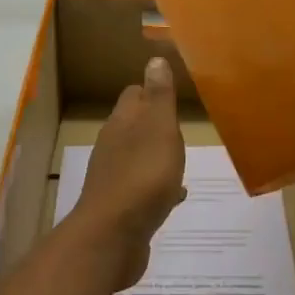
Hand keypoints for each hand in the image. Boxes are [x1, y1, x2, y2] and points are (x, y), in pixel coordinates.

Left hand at [68, 57, 187, 290]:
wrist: (113, 237)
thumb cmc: (143, 176)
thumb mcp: (159, 129)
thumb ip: (160, 97)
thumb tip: (154, 58)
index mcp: (122, 123)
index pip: (134, 95)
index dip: (152, 91)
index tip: (175, 92)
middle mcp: (113, 147)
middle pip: (133, 126)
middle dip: (155, 123)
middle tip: (182, 125)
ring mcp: (114, 178)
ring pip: (138, 158)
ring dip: (156, 156)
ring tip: (181, 158)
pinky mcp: (121, 207)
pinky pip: (143, 189)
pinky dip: (158, 187)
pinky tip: (175, 195)